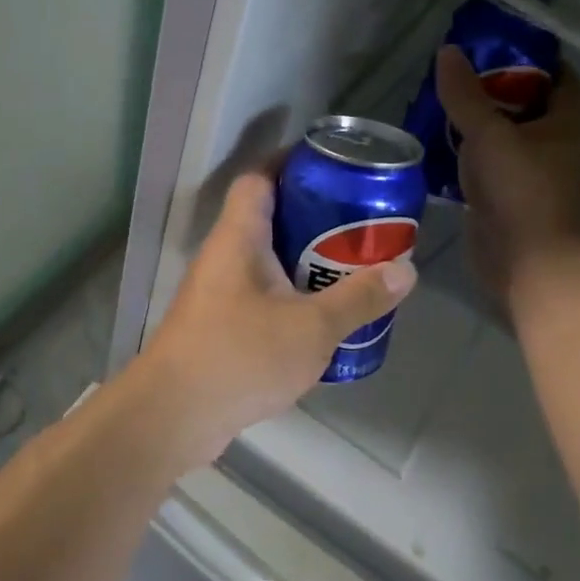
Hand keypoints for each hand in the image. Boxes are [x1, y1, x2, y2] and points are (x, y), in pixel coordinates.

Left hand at [139, 170, 416, 457]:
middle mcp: (224, 258)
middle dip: (314, 219)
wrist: (173, 417)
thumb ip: (360, 298)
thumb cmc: (240, 357)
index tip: (332, 167)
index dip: (291, 163)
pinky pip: (262, 298)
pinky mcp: (219, 328)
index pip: (259, 178)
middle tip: (359, 226)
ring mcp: (218, 295)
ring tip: (351, 270)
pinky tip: (323, 320)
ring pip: (267, 263)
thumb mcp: (312, 328)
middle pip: (269, 219)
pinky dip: (292, 299)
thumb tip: (406, 271)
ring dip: (305, 263)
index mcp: (240, 239)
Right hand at [436, 45, 579, 300]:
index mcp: (568, 118)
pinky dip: (466, 148)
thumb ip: (465, 93)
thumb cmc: (519, 191)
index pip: (552, 69)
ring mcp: (532, 168)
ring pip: (502, 130)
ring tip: (437, 99)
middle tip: (452, 72)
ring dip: (473, 117)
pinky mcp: (508, 191)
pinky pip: (487, 158)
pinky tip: (435, 138)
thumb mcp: (489, 134)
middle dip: (489, 84)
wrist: (524, 263)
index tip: (484, 43)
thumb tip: (448, 52)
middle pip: (523, 98)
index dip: (522, 52)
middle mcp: (556, 139)